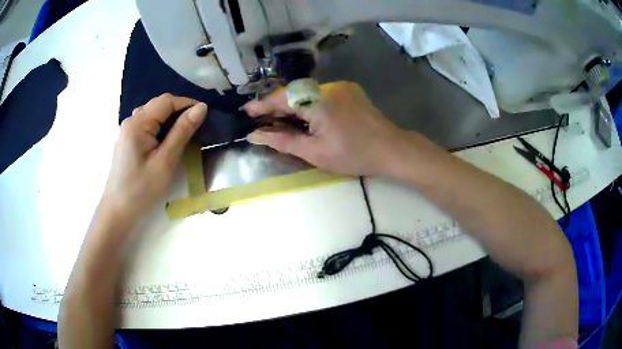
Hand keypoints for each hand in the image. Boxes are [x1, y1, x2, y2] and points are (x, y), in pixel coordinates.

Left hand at [103, 93, 206, 220]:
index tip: (205, 115)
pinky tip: (165, 140)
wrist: (118, 211)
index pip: (166, 101)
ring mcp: (127, 131)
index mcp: (138, 124)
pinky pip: (146, 124)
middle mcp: (131, 121)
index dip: (187, 103)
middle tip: (196, 126)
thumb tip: (201, 107)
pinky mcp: (127, 140)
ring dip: (169, 118)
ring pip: (152, 113)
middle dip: (179, 110)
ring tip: (183, 133)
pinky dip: (160, 126)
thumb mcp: (165, 161)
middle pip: (158, 104)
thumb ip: (182, 132)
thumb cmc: (141, 190)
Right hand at [243, 81, 402, 175]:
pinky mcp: (349, 89)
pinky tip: (306, 115)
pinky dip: (307, 102)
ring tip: (280, 119)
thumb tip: (255, 136)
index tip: (245, 111)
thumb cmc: (353, 155)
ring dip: (292, 103)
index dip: (261, 104)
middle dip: (275, 105)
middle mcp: (328, 87)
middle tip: (261, 119)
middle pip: (293, 92)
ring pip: (306, 91)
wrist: (391, 149)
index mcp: (318, 102)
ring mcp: (340, 86)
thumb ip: (283, 141)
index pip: (281, 98)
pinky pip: (320, 92)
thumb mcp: (315, 153)